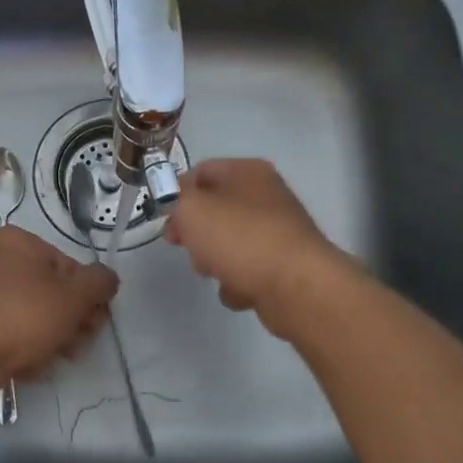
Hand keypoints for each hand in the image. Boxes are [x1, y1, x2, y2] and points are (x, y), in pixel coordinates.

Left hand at [0, 226, 117, 396]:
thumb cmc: (23, 314)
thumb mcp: (73, 296)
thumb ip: (99, 283)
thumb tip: (108, 278)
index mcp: (17, 241)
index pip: (67, 264)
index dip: (87, 294)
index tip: (97, 319)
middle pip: (49, 290)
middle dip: (72, 318)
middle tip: (82, 342)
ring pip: (31, 313)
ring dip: (53, 336)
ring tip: (60, 357)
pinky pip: (8, 332)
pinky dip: (24, 346)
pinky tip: (33, 365)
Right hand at [162, 158, 352, 339]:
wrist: (298, 287)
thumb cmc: (241, 238)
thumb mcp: (192, 208)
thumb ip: (172, 196)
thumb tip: (173, 197)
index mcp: (248, 172)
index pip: (200, 172)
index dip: (176, 193)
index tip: (163, 219)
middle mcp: (266, 196)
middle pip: (214, 209)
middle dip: (194, 231)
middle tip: (182, 246)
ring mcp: (278, 231)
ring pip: (229, 241)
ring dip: (213, 260)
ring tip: (214, 272)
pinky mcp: (285, 265)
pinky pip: (247, 269)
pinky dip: (238, 281)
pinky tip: (240, 290)